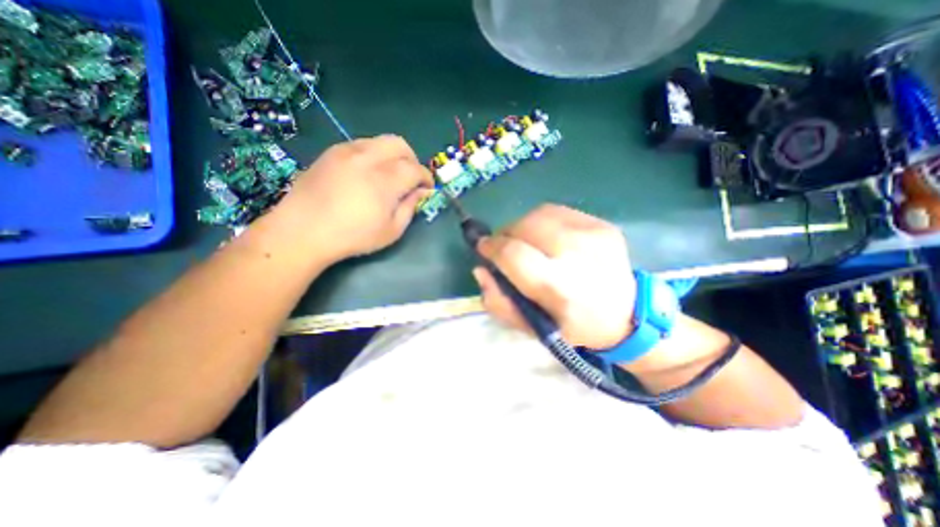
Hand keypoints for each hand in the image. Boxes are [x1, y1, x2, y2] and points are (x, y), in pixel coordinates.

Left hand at [272, 134, 432, 261]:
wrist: (302, 231)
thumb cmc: (352, 236)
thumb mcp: (391, 231)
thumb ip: (410, 207)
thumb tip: (422, 192)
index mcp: (385, 180)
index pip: (415, 168)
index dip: (426, 178)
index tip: (427, 189)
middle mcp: (367, 158)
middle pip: (400, 144)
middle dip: (412, 159)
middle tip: (410, 178)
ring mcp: (346, 151)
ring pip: (380, 141)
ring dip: (392, 156)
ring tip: (389, 176)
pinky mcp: (331, 152)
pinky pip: (361, 144)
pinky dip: (373, 155)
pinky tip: (367, 174)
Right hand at [479, 204, 637, 349]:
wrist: (627, 315)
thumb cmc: (573, 326)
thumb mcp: (532, 328)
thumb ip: (499, 302)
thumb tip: (481, 269)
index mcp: (560, 287)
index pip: (513, 254)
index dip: (491, 248)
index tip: (483, 249)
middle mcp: (577, 254)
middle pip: (525, 226)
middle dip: (505, 235)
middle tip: (504, 248)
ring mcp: (593, 234)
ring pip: (539, 213)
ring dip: (522, 226)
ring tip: (526, 242)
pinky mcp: (602, 223)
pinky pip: (557, 212)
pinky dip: (542, 221)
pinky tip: (547, 237)